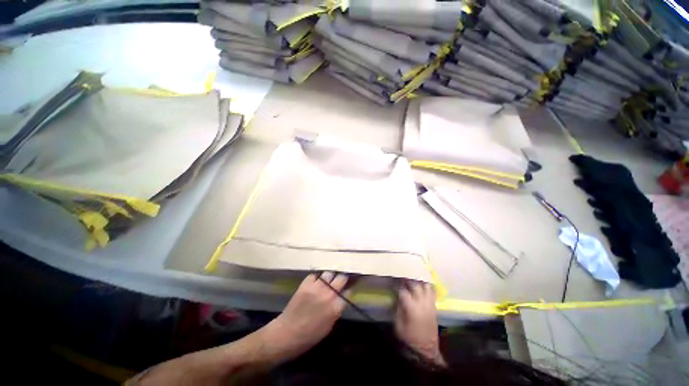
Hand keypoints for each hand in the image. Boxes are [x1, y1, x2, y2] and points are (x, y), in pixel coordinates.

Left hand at [262, 272, 348, 362]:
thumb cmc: (309, 336)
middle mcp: (329, 294)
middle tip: (341, 279)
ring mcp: (317, 287)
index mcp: (336, 307)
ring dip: (330, 276)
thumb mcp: (329, 326)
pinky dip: (316, 278)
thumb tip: (340, 299)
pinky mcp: (306, 284)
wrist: (287, 333)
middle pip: (341, 278)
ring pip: (329, 273)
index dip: (349, 289)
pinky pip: (315, 275)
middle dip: (343, 278)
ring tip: (328, 279)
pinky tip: (316, 282)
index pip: (349, 291)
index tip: (348, 287)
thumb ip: (336, 310)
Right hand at [395, 280, 443, 364]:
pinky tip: (421, 286)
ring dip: (419, 281)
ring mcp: (430, 305)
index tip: (392, 284)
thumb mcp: (398, 325)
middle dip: (408, 280)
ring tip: (413, 279)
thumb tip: (398, 298)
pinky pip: (432, 293)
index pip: (403, 291)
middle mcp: (422, 304)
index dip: (396, 286)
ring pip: (426, 286)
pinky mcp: (434, 307)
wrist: (426, 350)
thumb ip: (398, 308)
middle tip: (402, 278)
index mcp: (412, 308)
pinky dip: (426, 287)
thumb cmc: (409, 339)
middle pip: (415, 285)